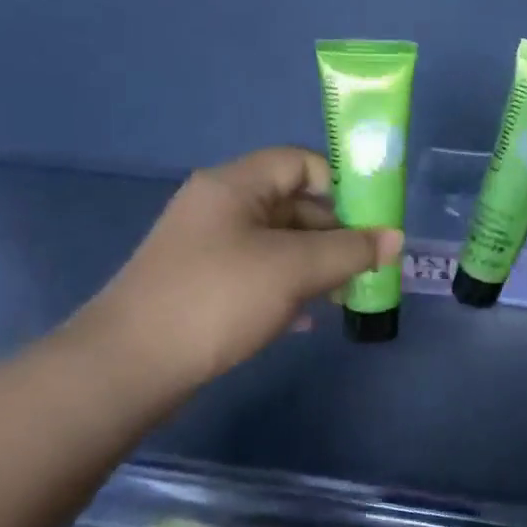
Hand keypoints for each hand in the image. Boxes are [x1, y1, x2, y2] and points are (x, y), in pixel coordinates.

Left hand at [75, 147, 402, 402]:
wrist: (130, 364)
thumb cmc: (218, 298)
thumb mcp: (294, 269)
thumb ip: (349, 250)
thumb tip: (396, 238)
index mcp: (234, 185)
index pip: (299, 162)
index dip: (340, 185)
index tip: (372, 221)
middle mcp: (218, 207)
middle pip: (291, 204)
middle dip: (333, 233)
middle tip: (366, 266)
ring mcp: (206, 248)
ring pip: (276, 243)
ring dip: (314, 265)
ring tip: (343, 295)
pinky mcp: (201, 285)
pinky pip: (256, 274)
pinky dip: (286, 289)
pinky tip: (305, 319)